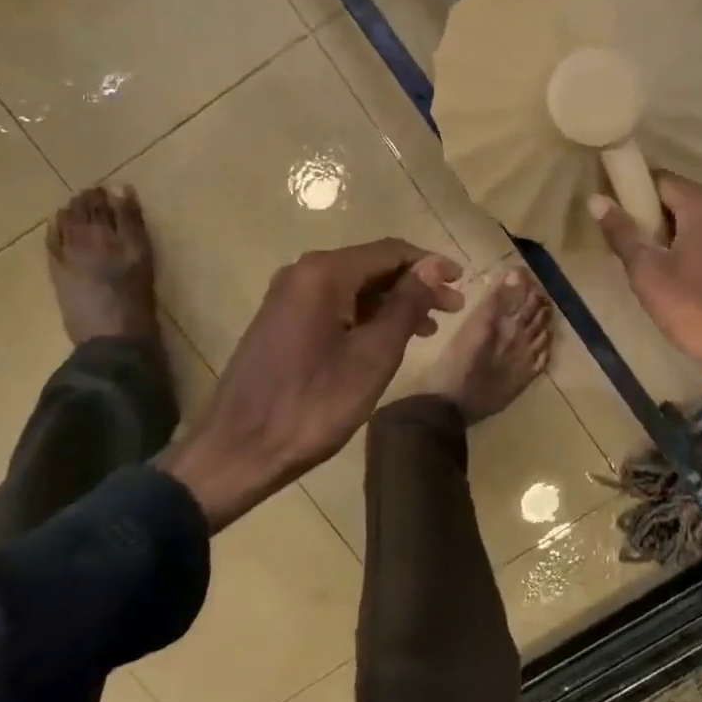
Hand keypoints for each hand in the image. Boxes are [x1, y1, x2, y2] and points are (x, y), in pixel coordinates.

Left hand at [159, 240, 464, 528]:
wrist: (238, 450)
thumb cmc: (314, 403)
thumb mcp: (373, 355)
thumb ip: (406, 305)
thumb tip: (433, 266)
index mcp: (324, 273)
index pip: (391, 251)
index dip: (430, 264)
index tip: (463, 283)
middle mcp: (303, 273)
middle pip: (372, 266)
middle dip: (415, 284)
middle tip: (453, 309)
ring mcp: (288, 297)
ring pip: (354, 286)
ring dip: (393, 302)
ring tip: (429, 328)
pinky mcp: (281, 321)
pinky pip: (335, 304)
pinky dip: (367, 316)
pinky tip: (388, 338)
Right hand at [591, 175, 701, 458]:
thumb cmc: (691, 307)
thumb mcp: (646, 271)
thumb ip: (622, 232)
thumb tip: (596, 199)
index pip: (659, 180)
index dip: (632, 194)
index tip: (613, 216)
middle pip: (677, 197)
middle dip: (650, 215)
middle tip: (624, 242)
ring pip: (691, 219)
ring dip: (667, 233)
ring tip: (644, 259)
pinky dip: (687, 245)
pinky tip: (673, 272)